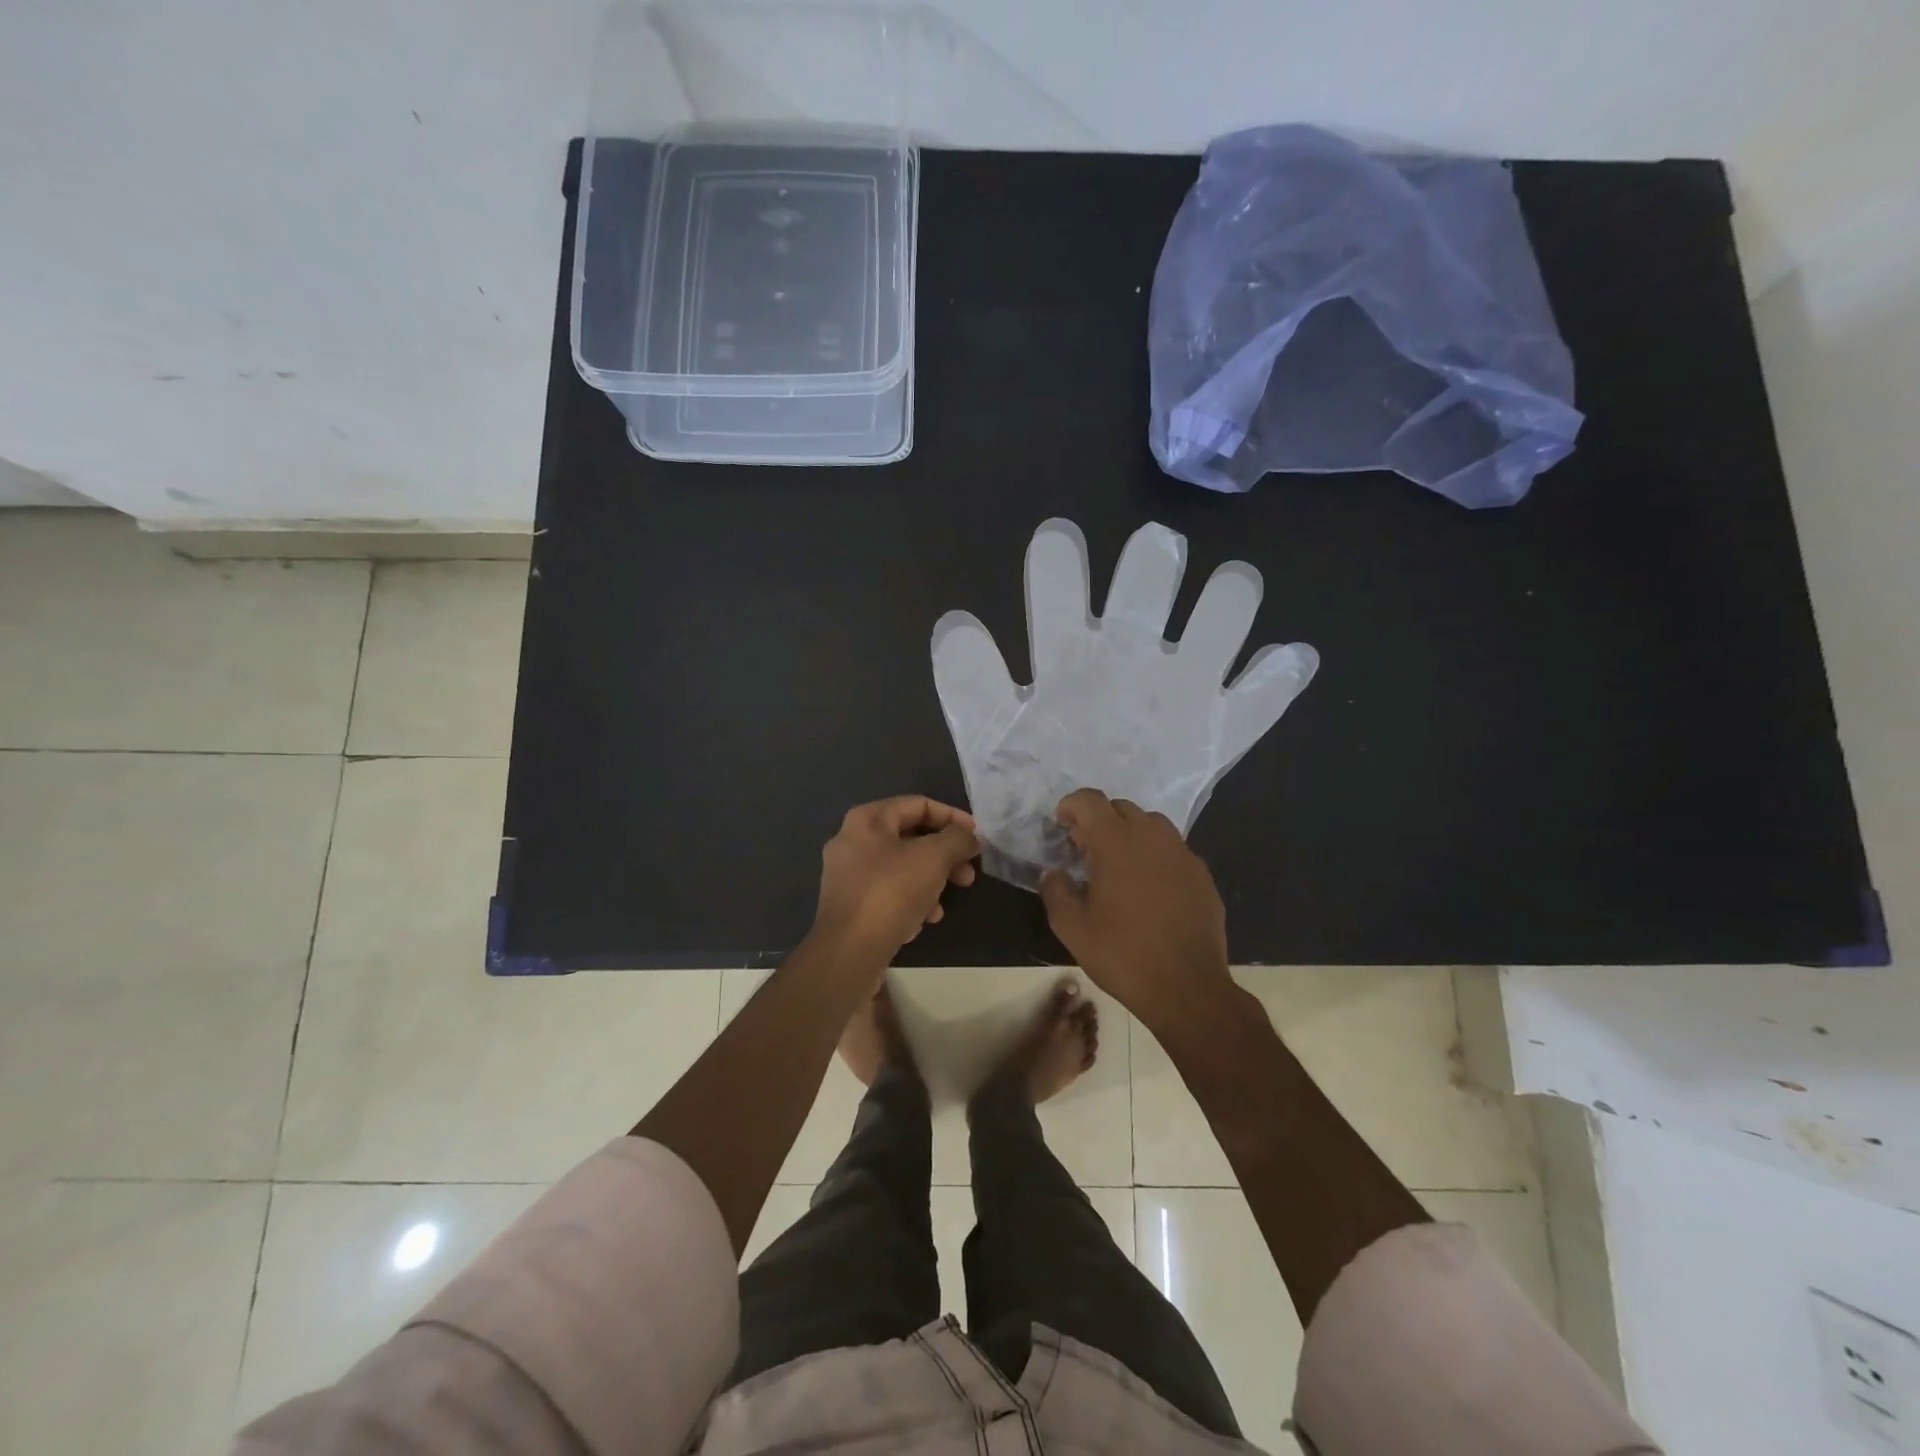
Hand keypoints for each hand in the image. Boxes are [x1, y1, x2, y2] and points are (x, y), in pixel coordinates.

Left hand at [812, 796, 979, 966]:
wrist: (849, 951)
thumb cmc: (891, 892)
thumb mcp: (933, 858)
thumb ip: (956, 839)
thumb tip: (969, 836)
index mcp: (868, 820)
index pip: (918, 805)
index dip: (952, 817)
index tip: (976, 838)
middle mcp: (853, 841)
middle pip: (910, 838)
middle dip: (944, 856)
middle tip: (968, 876)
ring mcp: (847, 875)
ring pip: (901, 868)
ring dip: (930, 882)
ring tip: (944, 905)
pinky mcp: (850, 905)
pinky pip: (888, 893)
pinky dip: (910, 901)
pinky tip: (923, 921)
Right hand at [1038, 789, 1236, 1030]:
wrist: (1188, 988)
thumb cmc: (1123, 954)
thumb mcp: (1072, 928)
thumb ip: (1055, 891)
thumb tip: (1053, 873)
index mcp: (1116, 841)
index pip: (1089, 800)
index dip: (1070, 805)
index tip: (1061, 826)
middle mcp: (1152, 836)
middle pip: (1120, 808)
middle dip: (1098, 821)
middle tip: (1085, 851)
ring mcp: (1182, 854)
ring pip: (1151, 825)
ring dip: (1129, 835)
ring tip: (1118, 867)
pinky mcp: (1202, 874)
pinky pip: (1172, 850)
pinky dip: (1154, 857)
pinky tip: (1149, 890)